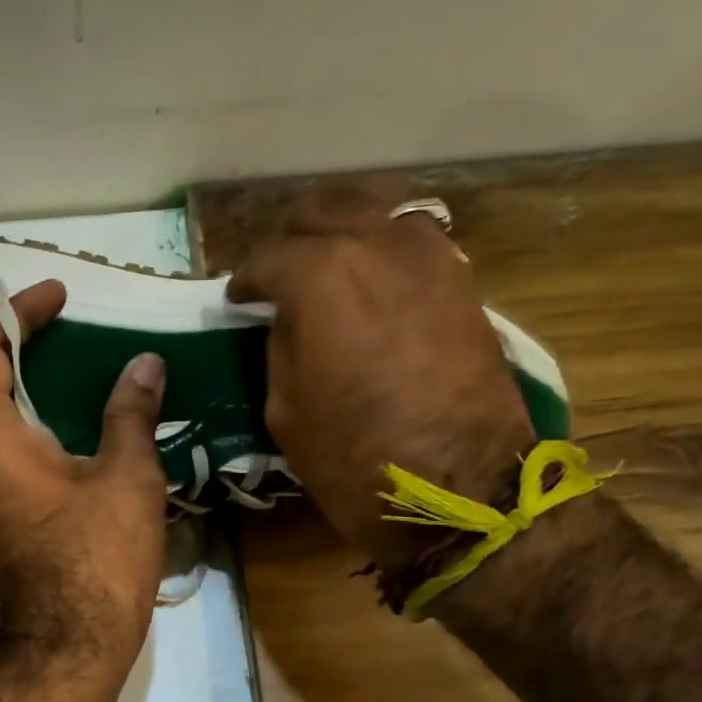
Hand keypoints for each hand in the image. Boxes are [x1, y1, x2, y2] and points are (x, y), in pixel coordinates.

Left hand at [0, 280, 168, 679]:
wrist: (71, 645)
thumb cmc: (97, 558)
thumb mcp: (125, 477)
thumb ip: (131, 413)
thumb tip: (145, 364)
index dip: (17, 313)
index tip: (60, 297)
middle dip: (22, 345)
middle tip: (71, 328)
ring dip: (29, 387)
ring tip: (79, 367)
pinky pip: (6, 450)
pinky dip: (34, 423)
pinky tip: (76, 424)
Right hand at [227, 196, 533, 571]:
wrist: (459, 487)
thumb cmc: (354, 457)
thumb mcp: (285, 408)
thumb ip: (281, 346)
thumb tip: (290, 319)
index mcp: (321, 275)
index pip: (268, 258)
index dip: (246, 280)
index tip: (238, 299)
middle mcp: (376, 244)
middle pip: (322, 214)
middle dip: (292, 241)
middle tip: (278, 276)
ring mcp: (429, 257)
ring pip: (372, 217)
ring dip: (342, 238)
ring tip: (326, 271)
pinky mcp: (463, 281)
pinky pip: (410, 246)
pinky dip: (383, 256)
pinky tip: (371, 285)